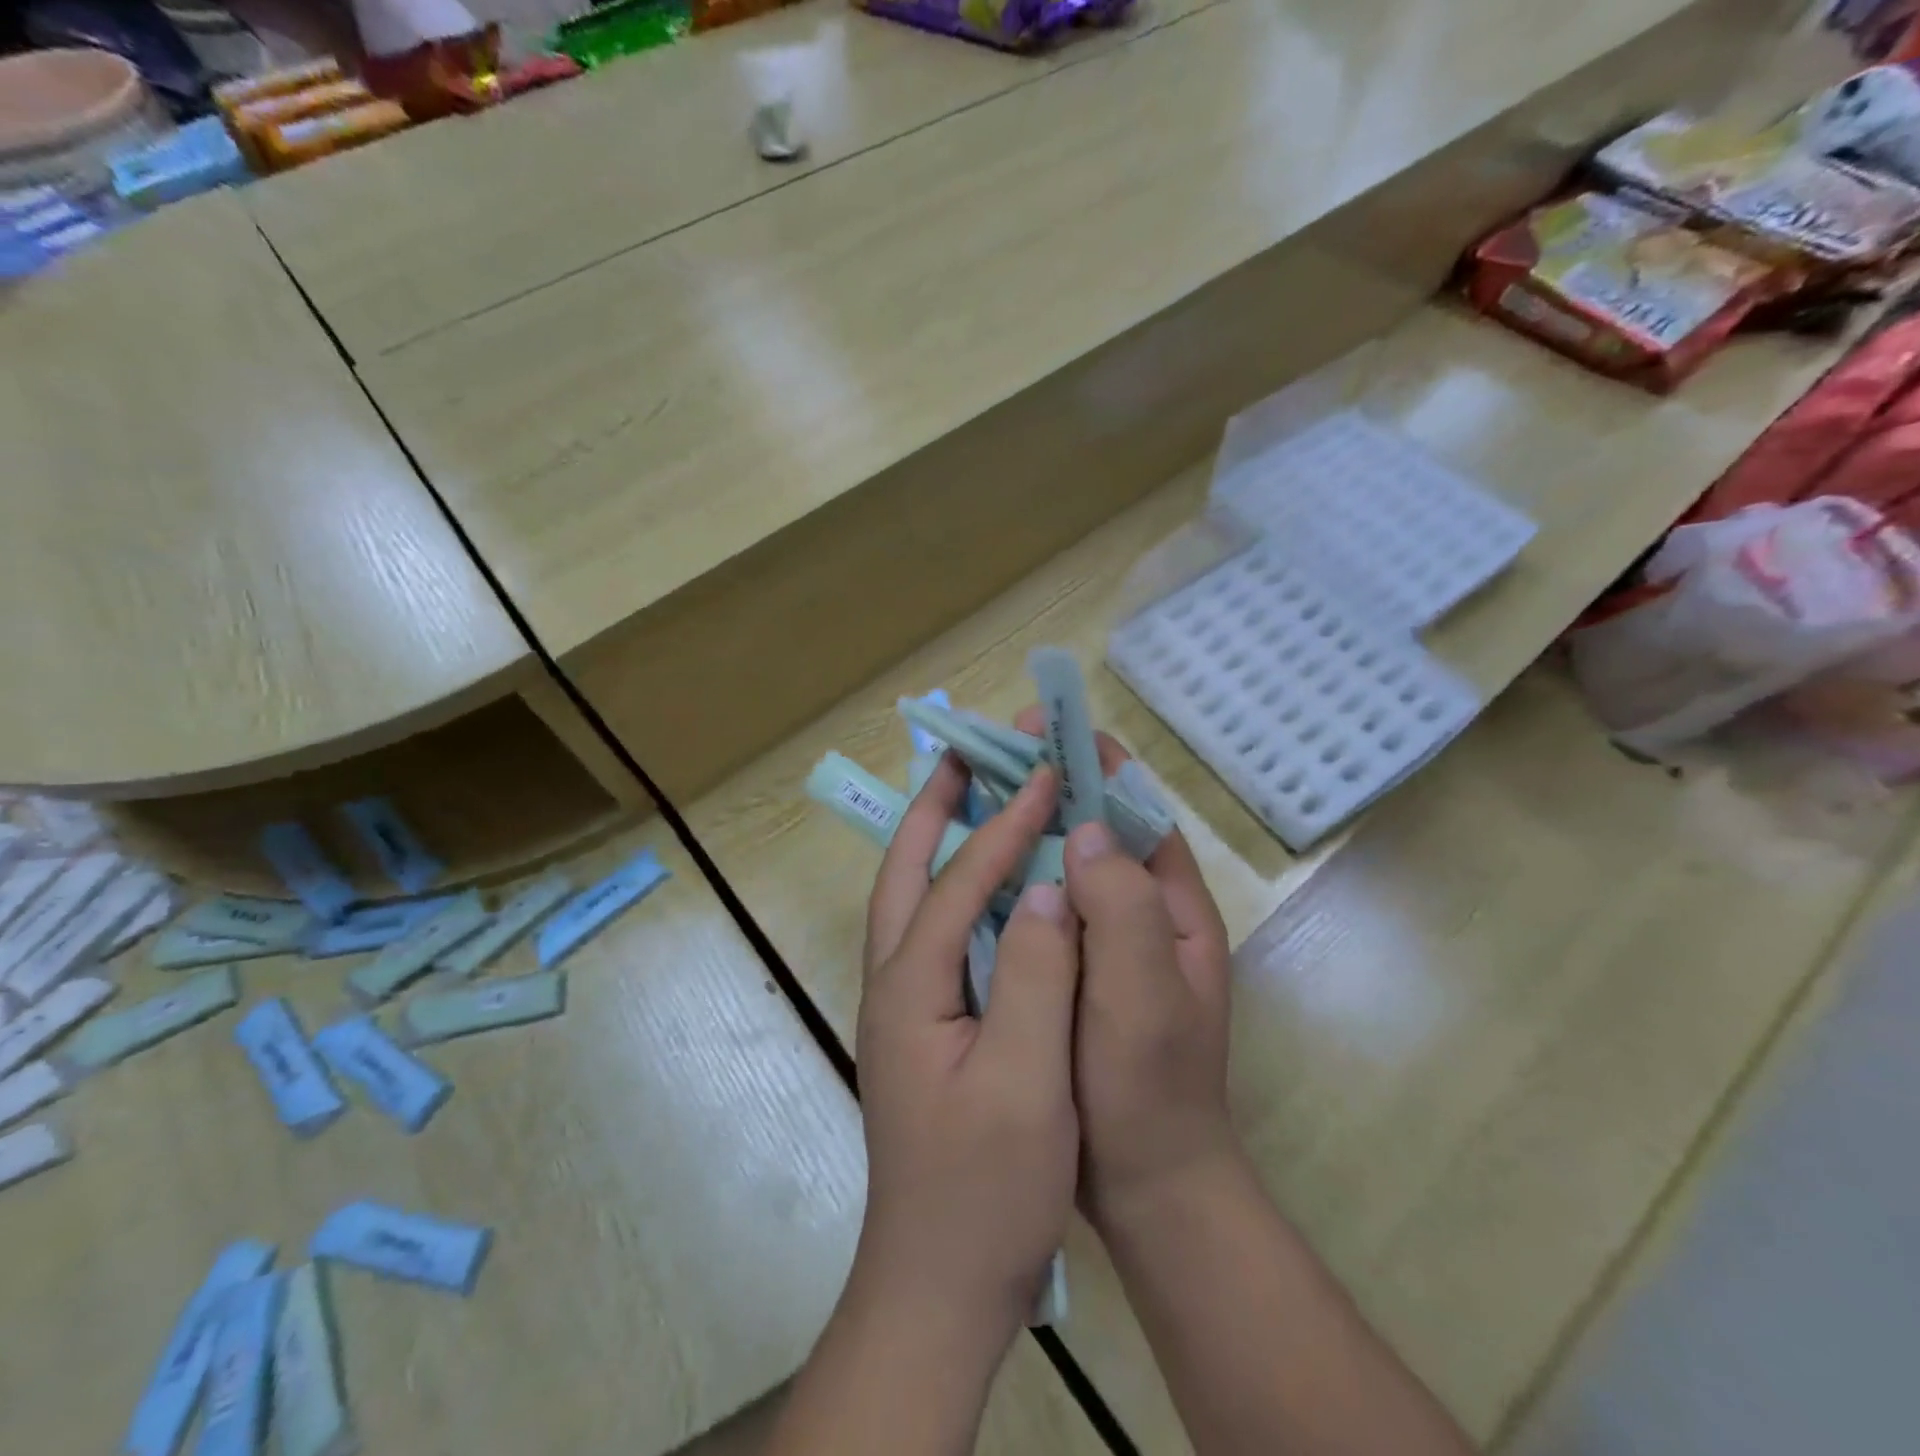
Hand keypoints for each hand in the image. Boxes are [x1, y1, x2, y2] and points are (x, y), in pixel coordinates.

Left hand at [854, 754, 1081, 1355]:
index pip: (959, 882)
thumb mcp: (1026, 1086)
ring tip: (969, 795)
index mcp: (910, 988)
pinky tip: (987, 885)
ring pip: (911, 900)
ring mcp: (902, 1007)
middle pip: (905, 874)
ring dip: (936, 840)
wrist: (939, 1288)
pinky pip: (933, 933)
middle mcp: (893, 983)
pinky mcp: (922, 1027)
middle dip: (931, 808)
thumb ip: (1037, 978)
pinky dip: (955, 888)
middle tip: (961, 754)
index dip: (1004, 826)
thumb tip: (1048, 888)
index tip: (1044, 775)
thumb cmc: (985, 1191)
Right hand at [1014, 710, 1235, 1236]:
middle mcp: (1143, 910)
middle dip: (1050, 782)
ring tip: (973, 795)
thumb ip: (1124, 906)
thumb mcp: (1143, 995)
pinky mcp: (1077, 967)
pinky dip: (1016, 875)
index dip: (1090, 760)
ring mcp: (1109, 940)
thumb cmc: (1149, 1086)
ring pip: (1068, 863)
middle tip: (991, 755)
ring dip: (1028, 824)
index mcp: (1172, 905)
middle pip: (1099, 826)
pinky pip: (1047, 904)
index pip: (1135, 808)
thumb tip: (1087, 825)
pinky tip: (973, 869)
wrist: (1148, 1184)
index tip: (1038, 728)